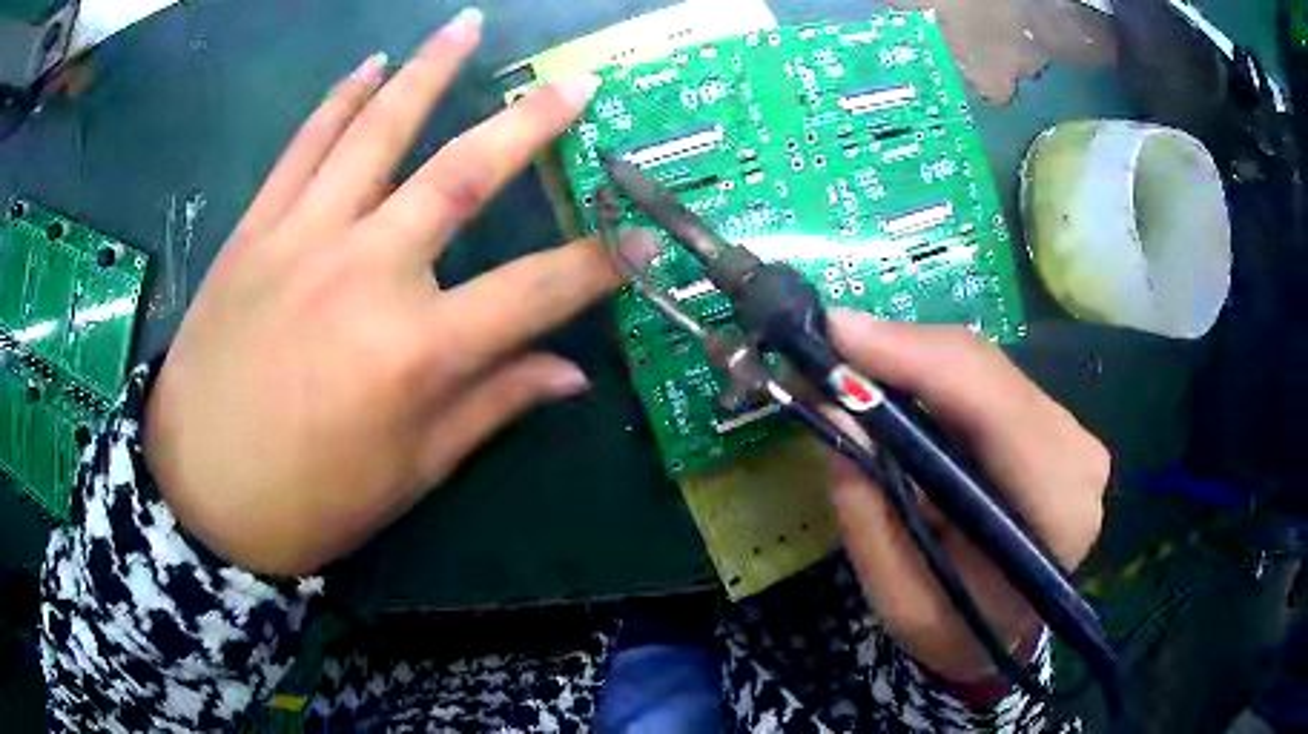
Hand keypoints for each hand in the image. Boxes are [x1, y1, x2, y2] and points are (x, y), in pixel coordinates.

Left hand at [144, 10, 617, 576]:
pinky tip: (368, 66)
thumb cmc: (310, 501)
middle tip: (574, 85)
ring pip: (377, 132)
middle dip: (529, 124)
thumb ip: (491, 407)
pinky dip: (338, 101)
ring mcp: (304, 238)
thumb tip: (571, 374)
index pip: (536, 291)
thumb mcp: (411, 473)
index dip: (600, 264)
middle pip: (462, 175)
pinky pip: (303, 146)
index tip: (645, 238)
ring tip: (466, 26)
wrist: (201, 493)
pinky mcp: (255, 230)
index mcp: (417, 352)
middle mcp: (367, 272)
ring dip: (428, 72)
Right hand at [826, 311, 1108, 682]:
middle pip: (987, 372)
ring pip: (984, 366)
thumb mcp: (899, 601)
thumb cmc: (956, 629)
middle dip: (901, 353)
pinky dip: (933, 373)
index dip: (915, 358)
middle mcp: (1076, 457)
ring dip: (913, 360)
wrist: (1006, 630)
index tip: (835, 333)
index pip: (995, 409)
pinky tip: (895, 383)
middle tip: (828, 349)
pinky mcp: (1053, 421)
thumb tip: (839, 411)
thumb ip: (870, 513)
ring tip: (851, 367)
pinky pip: (987, 377)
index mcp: (1055, 513)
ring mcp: (1071, 432)